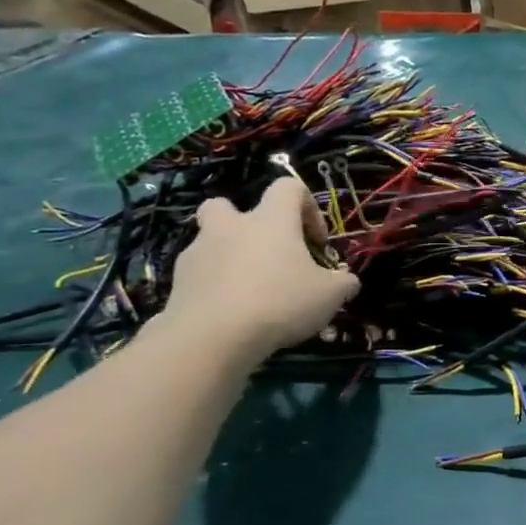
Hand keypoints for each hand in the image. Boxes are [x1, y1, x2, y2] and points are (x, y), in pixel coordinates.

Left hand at [158, 177, 358, 364]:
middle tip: (266, 251)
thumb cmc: (280, 302)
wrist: (212, 337)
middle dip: (245, 222)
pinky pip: (200, 273)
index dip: (308, 207)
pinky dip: (216, 284)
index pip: (288, 187)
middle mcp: (231, 227)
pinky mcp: (178, 281)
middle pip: (226, 205)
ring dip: (230, 256)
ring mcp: (198, 252)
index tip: (316, 242)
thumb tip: (347, 280)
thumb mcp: (331, 295)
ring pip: (211, 240)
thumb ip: (343, 282)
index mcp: (270, 221)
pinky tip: (233, 311)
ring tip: (252, 289)